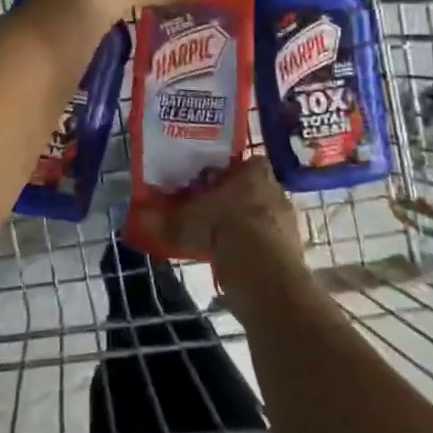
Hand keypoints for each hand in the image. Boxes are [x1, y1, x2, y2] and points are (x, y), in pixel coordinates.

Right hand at [170, 159, 308, 303]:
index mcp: (255, 172)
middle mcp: (276, 190)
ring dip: (248, 226)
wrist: (263, 271)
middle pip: (255, 189)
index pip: (247, 162)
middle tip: (213, 213)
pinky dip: (256, 250)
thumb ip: (164, 221)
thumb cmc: (224, 228)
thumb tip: (138, 218)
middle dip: (238, 200)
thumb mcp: (186, 223)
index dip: (230, 173)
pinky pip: (270, 243)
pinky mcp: (293, 249)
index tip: (211, 185)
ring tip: (223, 241)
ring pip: (264, 217)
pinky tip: (238, 261)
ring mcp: (288, 220)